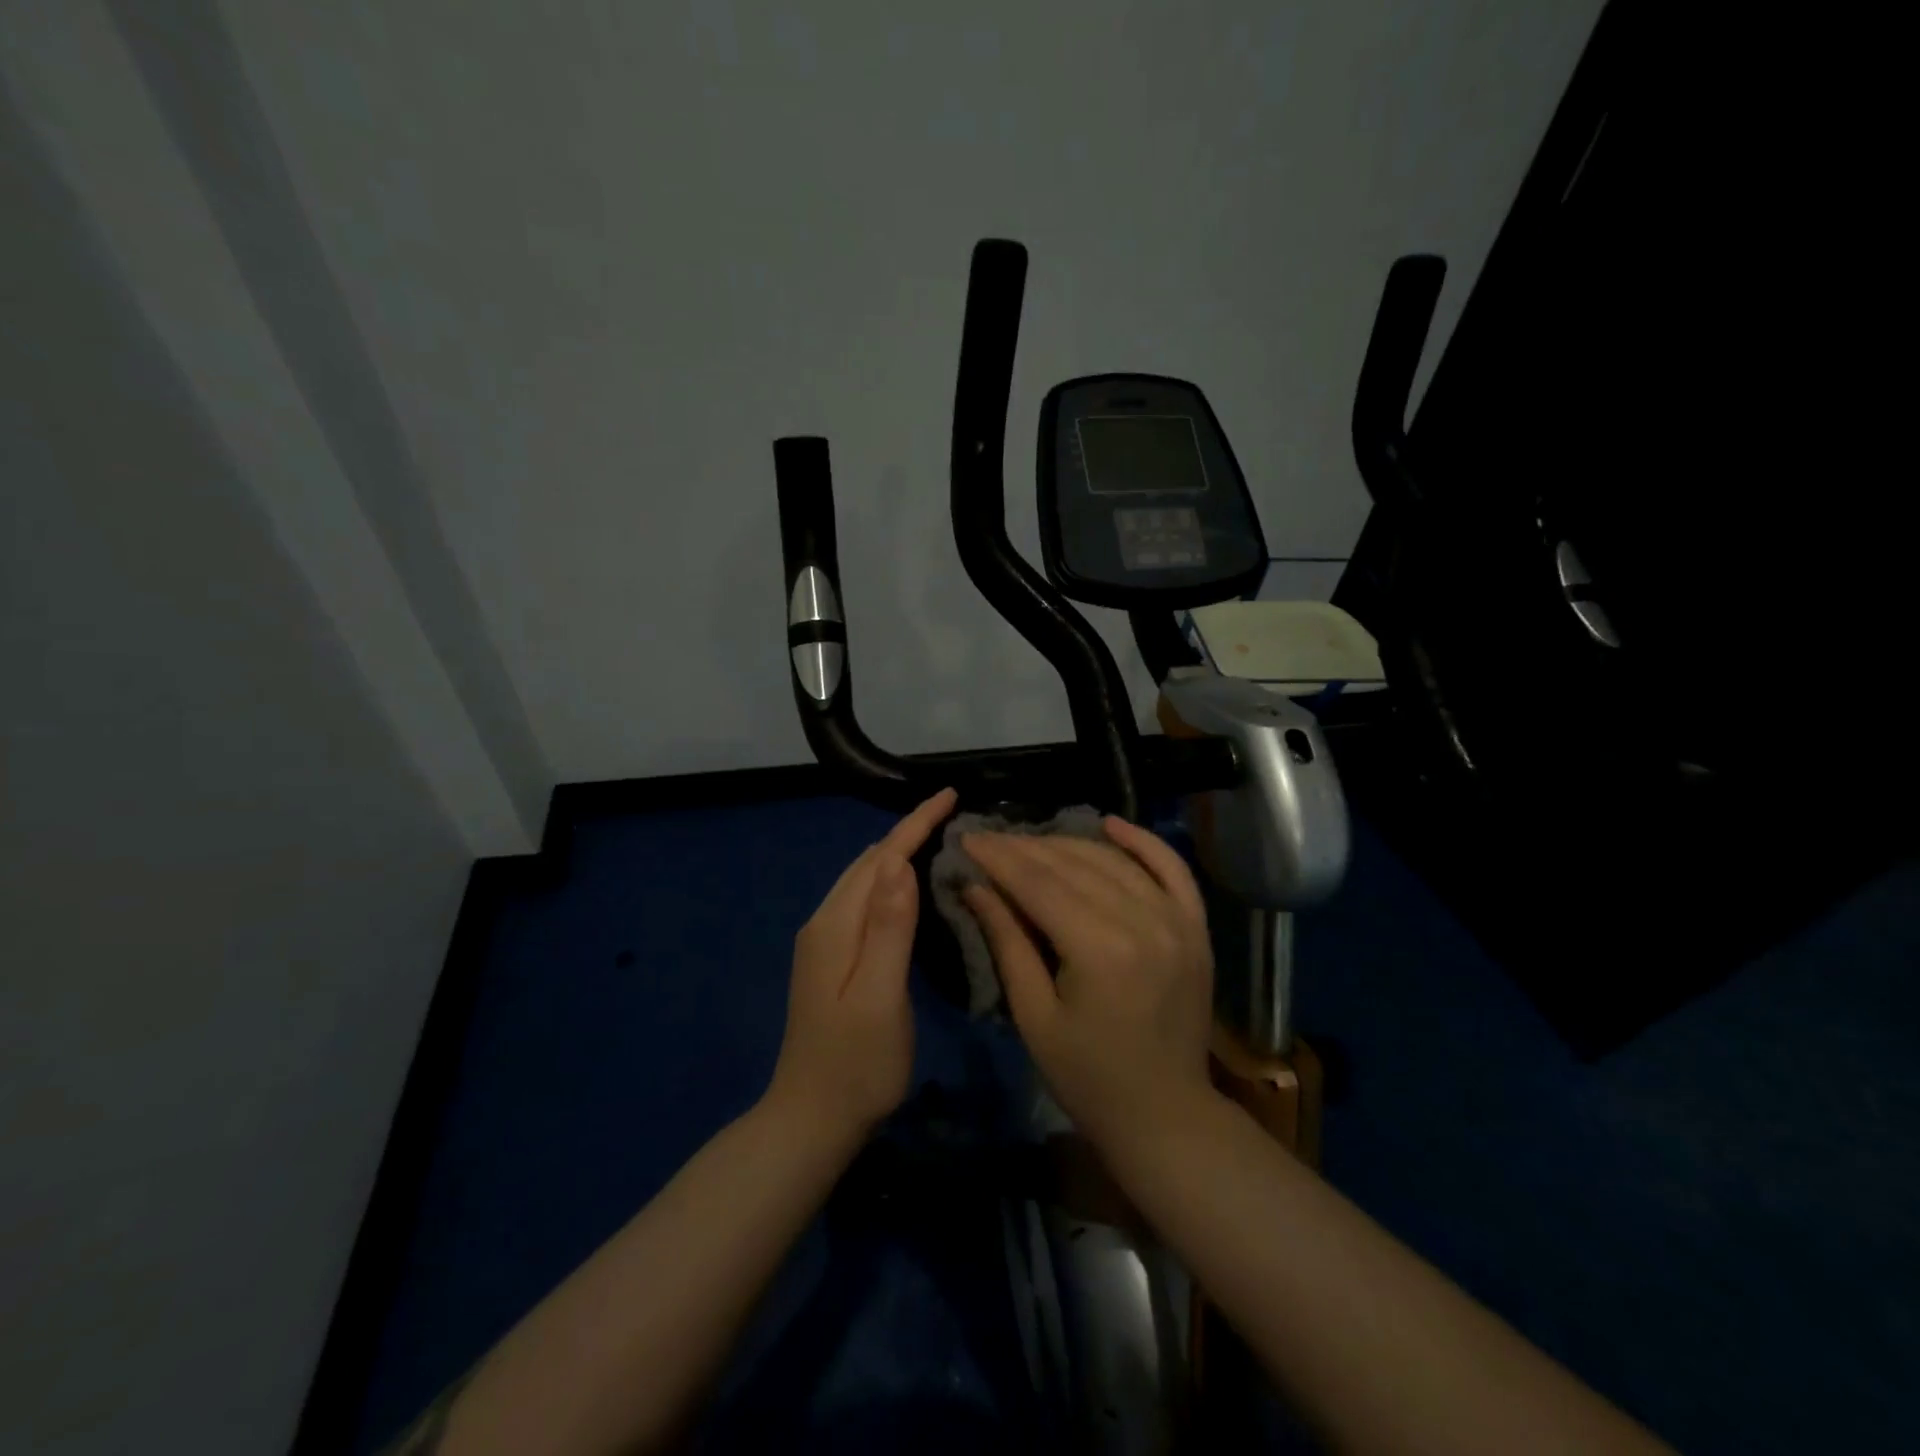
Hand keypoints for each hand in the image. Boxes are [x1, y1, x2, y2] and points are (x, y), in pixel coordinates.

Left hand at [765, 787, 957, 1140]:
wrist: (810, 1119)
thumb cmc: (856, 1064)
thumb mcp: (879, 996)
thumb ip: (889, 928)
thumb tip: (899, 861)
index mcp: (836, 926)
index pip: (881, 858)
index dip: (915, 823)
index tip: (949, 795)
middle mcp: (825, 923)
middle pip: (870, 862)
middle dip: (908, 832)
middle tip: (953, 817)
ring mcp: (824, 941)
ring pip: (865, 880)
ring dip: (898, 854)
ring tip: (938, 840)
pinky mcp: (831, 959)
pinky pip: (864, 902)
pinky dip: (890, 882)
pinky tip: (910, 889)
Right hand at [962, 818, 1215, 1154]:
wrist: (1165, 1114)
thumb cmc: (1087, 1077)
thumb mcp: (1034, 1016)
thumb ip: (1007, 942)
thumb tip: (975, 886)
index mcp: (1100, 951)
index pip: (1039, 884)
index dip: (999, 857)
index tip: (967, 837)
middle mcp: (1144, 922)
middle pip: (1074, 865)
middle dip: (1025, 847)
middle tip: (990, 839)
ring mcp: (1177, 921)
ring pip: (1114, 861)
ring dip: (1069, 843)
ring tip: (1030, 841)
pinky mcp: (1196, 928)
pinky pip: (1171, 869)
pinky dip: (1142, 842)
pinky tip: (1110, 824)